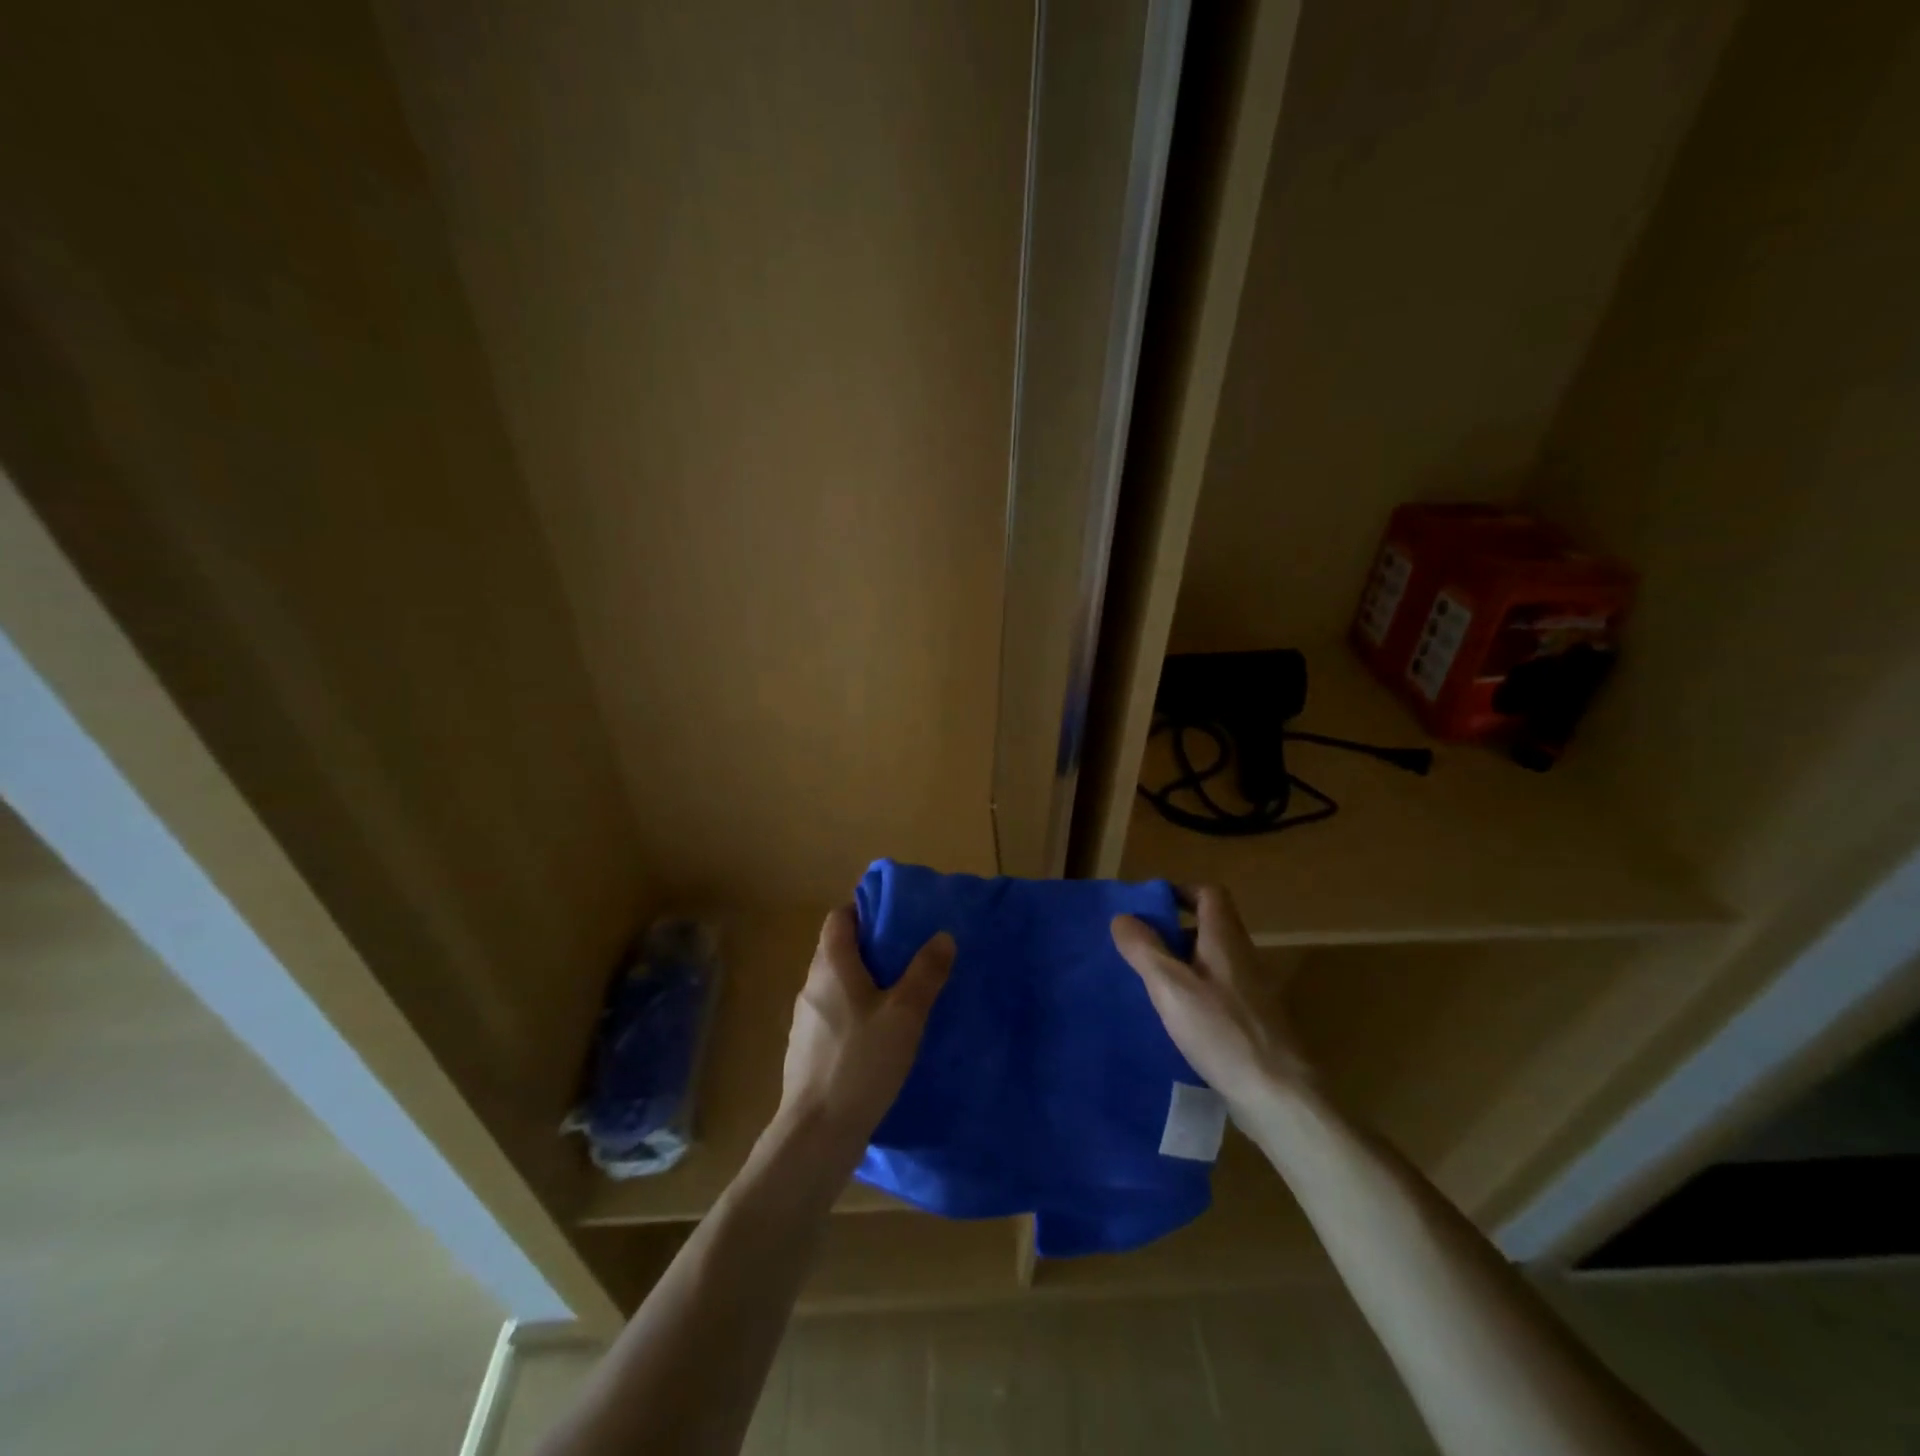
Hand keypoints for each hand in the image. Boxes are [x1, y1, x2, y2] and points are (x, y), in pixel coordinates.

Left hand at [776, 906, 953, 1150]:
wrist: (817, 1133)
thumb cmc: (861, 1062)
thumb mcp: (905, 1014)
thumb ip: (926, 972)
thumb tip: (942, 935)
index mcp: (830, 966)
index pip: (839, 918)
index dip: (864, 911)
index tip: (895, 918)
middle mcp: (811, 986)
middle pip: (838, 950)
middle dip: (871, 948)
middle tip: (909, 956)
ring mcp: (805, 1021)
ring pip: (836, 985)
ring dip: (864, 983)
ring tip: (900, 996)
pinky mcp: (807, 1051)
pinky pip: (834, 1016)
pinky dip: (855, 1013)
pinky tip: (879, 1037)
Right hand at [1111, 886, 1312, 1115]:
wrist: (1278, 1096)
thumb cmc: (1222, 1032)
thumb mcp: (1171, 986)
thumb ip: (1144, 949)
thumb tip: (1122, 917)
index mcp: (1225, 940)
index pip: (1210, 894)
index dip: (1181, 892)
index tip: (1150, 906)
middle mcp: (1243, 958)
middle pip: (1210, 927)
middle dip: (1174, 930)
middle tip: (1140, 947)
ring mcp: (1253, 992)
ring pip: (1213, 962)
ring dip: (1183, 963)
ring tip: (1150, 983)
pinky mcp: (1254, 1023)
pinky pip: (1219, 992)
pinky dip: (1196, 993)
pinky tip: (1176, 1020)